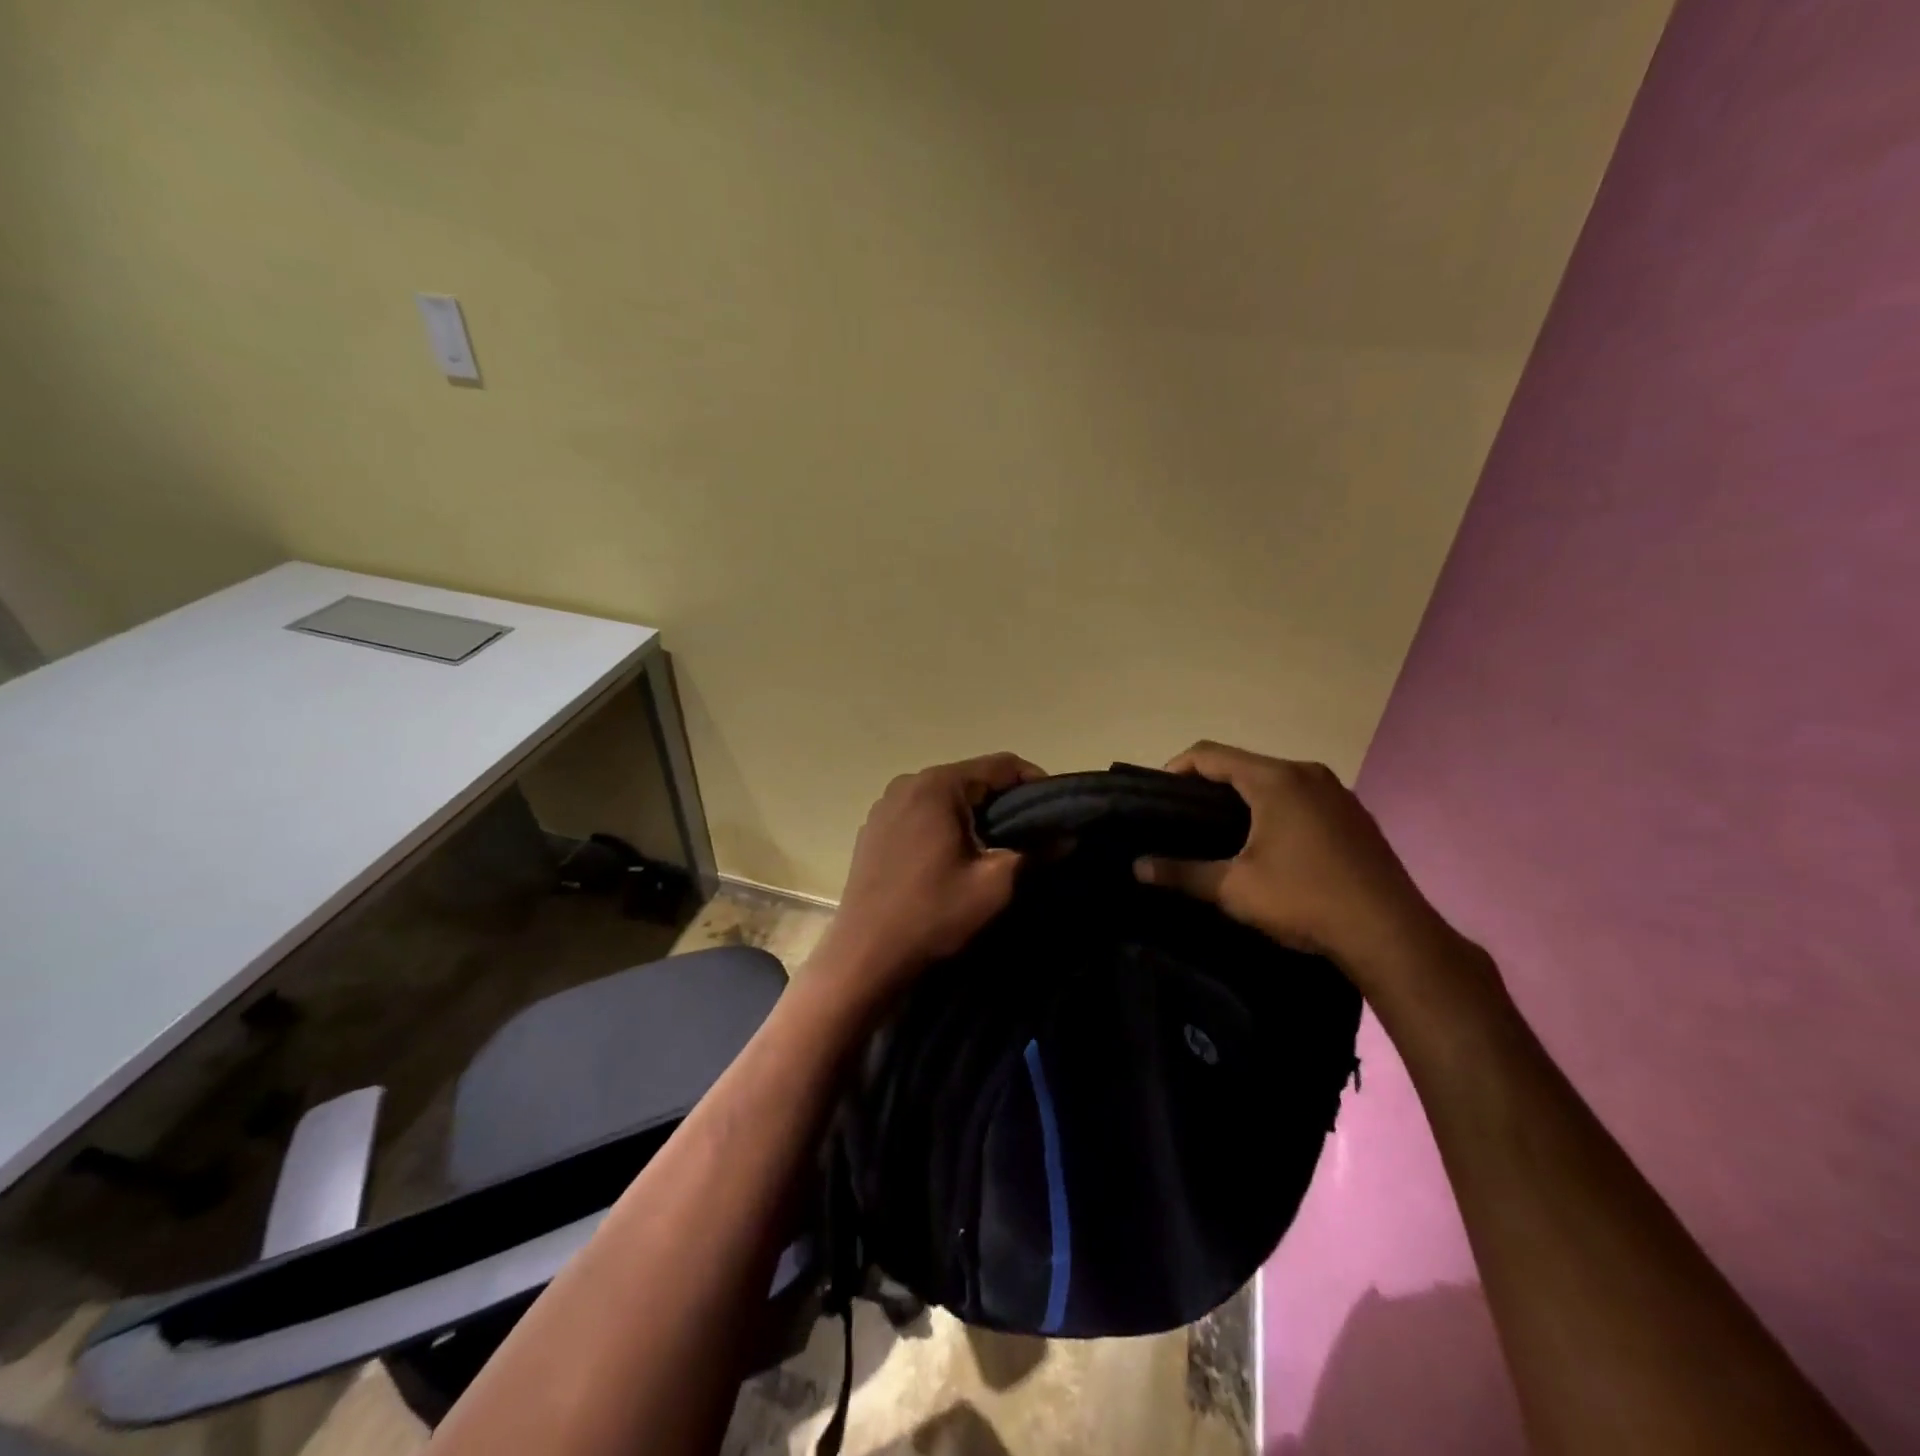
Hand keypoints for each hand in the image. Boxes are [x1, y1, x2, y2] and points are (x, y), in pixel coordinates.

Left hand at [813, 752, 1045, 1002]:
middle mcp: (907, 784)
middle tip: (1031, 834)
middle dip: (1004, 802)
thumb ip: (1033, 852)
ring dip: (973, 816)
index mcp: (937, 785)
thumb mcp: (994, 884)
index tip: (1056, 811)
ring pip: (944, 798)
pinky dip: (944, 826)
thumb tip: (1066, 837)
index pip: (1000, 765)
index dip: (1035, 782)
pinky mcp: (873, 830)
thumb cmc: (932, 914)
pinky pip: (920, 815)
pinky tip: (952, 859)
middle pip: (970, 779)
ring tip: (995, 848)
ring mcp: (885, 806)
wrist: (864, 956)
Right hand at [1135, 741, 1474, 1008]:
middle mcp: (1308, 773)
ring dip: (1244, 797)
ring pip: (1275, 781)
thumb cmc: (1305, 900)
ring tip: (1220, 830)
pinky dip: (1276, 808)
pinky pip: (1302, 797)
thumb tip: (1137, 867)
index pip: (1210, 754)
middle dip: (1209, 784)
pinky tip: (1270, 844)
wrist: (1391, 935)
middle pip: (1244, 764)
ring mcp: (1337, 793)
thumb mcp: (1234, 889)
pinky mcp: (1355, 816)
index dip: (1176, 768)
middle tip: (1183, 816)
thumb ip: (1182, 872)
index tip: (1157, 795)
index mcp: (1275, 779)